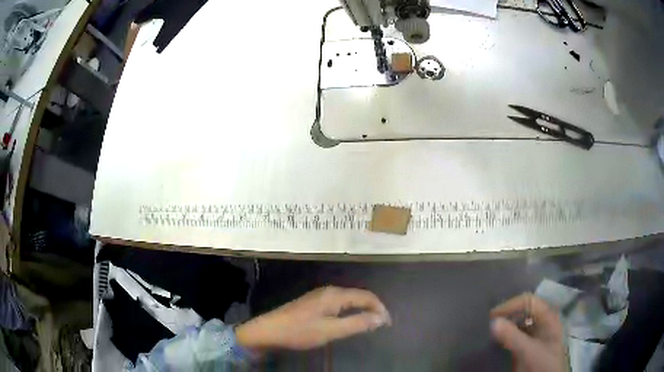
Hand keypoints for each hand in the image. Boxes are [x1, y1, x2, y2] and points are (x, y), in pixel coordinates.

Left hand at [236, 286, 390, 353]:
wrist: (269, 330)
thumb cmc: (300, 331)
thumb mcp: (331, 330)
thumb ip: (357, 323)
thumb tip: (381, 318)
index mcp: (334, 295)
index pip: (366, 296)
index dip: (380, 308)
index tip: (388, 324)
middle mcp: (329, 291)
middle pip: (358, 295)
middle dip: (372, 308)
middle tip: (381, 325)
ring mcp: (319, 296)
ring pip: (348, 299)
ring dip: (362, 309)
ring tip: (370, 323)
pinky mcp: (313, 303)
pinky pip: (339, 303)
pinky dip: (350, 311)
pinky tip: (349, 321)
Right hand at [490, 293, 565, 371]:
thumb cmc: (543, 365)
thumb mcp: (529, 352)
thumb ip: (513, 337)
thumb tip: (493, 322)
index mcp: (548, 317)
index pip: (529, 301)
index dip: (511, 305)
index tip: (493, 316)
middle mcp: (543, 322)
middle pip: (524, 310)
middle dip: (508, 314)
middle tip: (490, 323)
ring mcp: (536, 335)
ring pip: (520, 322)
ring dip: (506, 324)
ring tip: (491, 332)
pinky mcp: (529, 346)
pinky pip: (517, 335)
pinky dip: (507, 335)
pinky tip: (498, 341)